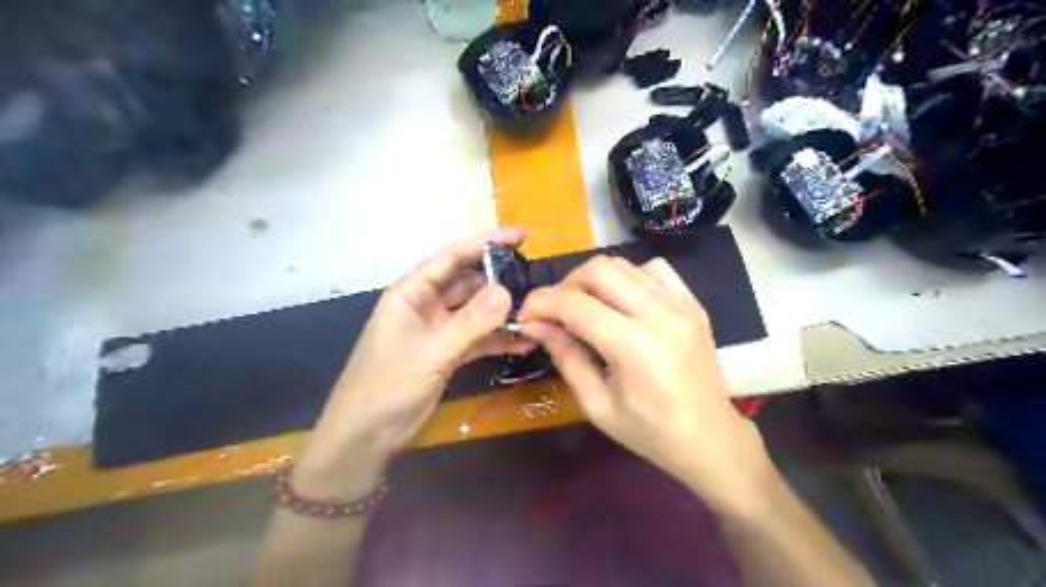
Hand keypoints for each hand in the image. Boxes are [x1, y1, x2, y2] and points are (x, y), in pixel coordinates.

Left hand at [299, 229, 534, 500]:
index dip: (486, 243)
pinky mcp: (447, 352)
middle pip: (468, 282)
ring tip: (536, 312)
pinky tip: (524, 342)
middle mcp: (426, 304)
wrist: (365, 435)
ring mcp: (438, 329)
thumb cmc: (387, 386)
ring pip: (475, 311)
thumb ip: (470, 322)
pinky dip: (497, 339)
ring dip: (501, 312)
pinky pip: (477, 338)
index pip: (452, 257)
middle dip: (499, 281)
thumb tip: (507, 291)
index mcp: (412, 292)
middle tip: (536, 282)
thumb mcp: (432, 352)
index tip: (521, 237)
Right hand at [519, 256, 770, 516]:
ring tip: (584, 306)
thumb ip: (566, 357)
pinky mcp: (693, 303)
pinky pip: (654, 269)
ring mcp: (681, 304)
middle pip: (598, 270)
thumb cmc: (650, 432)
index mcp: (634, 346)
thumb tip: (535, 324)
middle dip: (565, 285)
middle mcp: (660, 314)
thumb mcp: (597, 405)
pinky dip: (628, 276)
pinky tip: (622, 301)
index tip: (525, 316)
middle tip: (555, 312)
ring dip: (594, 279)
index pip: (574, 304)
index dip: (541, 303)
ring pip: (624, 264)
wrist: (710, 438)